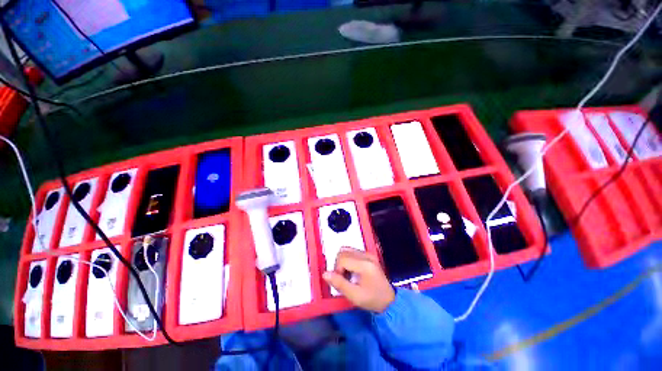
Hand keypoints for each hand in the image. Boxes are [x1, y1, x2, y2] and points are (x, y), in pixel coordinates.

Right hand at [322, 248, 394, 312]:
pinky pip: (353, 252)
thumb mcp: (355, 296)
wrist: (390, 300)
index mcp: (364, 264)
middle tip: (343, 278)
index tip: (341, 281)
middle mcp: (366, 255)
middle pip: (343, 252)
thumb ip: (339, 284)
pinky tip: (353, 271)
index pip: (342, 258)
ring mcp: (369, 254)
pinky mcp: (369, 255)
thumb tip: (325, 274)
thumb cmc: (373, 299)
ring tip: (348, 275)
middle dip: (339, 264)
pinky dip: (348, 260)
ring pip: (347, 250)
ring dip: (343, 261)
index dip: (337, 269)